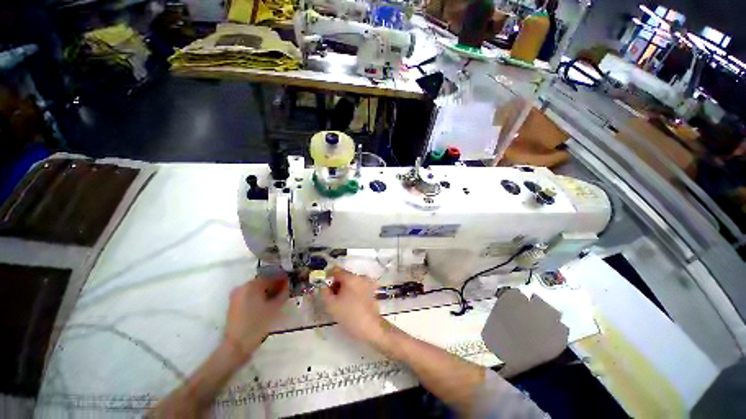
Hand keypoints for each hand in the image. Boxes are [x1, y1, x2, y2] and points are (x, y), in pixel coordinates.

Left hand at [223, 276, 287, 362]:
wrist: (236, 346)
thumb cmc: (257, 325)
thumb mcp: (275, 308)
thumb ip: (283, 293)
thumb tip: (288, 285)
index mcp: (251, 285)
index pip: (271, 276)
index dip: (282, 278)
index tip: (291, 281)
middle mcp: (242, 287)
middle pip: (263, 282)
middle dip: (275, 285)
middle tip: (286, 290)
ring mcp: (237, 296)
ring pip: (257, 289)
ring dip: (268, 291)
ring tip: (279, 297)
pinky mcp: (235, 305)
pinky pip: (251, 295)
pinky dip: (260, 297)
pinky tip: (268, 303)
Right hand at [319, 267, 387, 345]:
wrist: (370, 327)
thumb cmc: (349, 315)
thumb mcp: (330, 305)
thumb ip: (324, 292)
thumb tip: (323, 286)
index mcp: (351, 277)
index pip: (336, 270)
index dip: (328, 277)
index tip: (324, 287)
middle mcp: (361, 277)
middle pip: (345, 276)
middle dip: (337, 284)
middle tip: (332, 297)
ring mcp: (368, 283)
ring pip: (352, 282)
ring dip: (345, 288)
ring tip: (341, 302)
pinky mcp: (373, 291)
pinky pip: (359, 287)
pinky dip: (354, 291)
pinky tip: (351, 303)